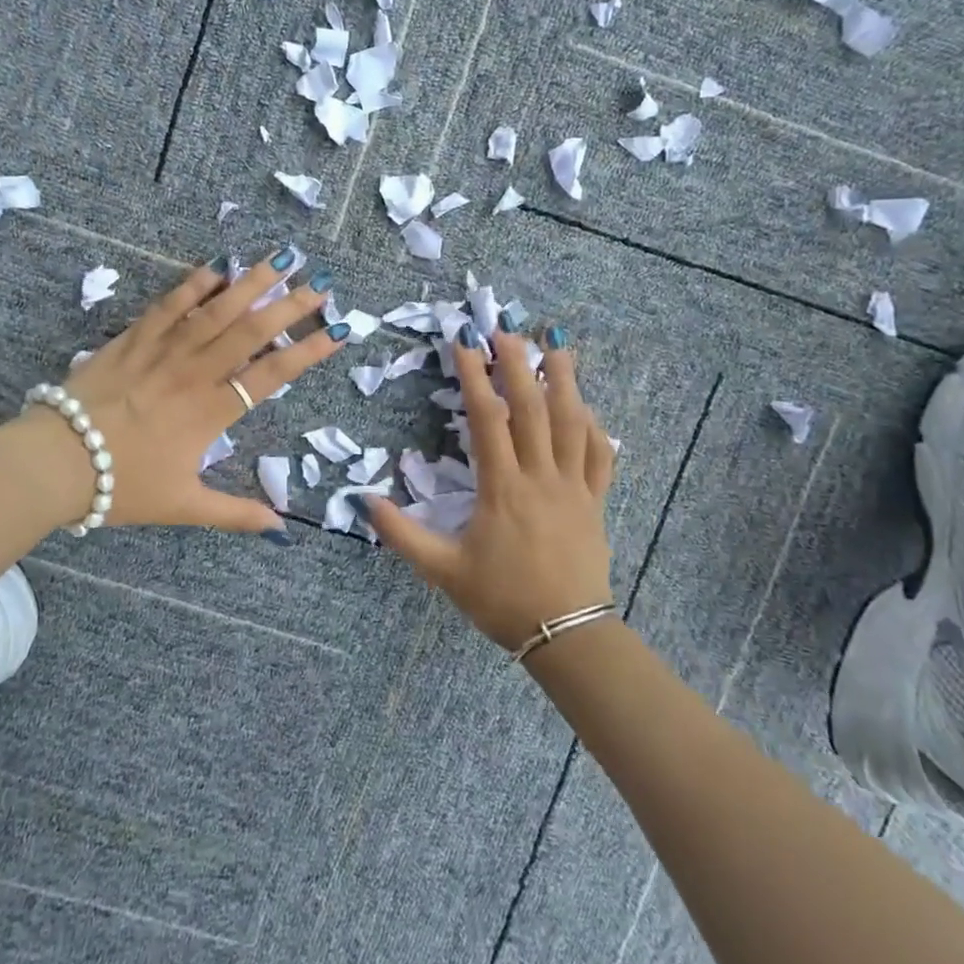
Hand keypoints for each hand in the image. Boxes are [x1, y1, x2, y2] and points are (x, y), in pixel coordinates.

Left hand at [25, 252, 347, 534]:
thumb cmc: (122, 484)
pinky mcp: (132, 338)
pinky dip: (193, 285)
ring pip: (215, 311)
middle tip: (320, 283)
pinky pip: (168, 306)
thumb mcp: (183, 505)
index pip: (271, 375)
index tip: (338, 331)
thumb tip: (281, 528)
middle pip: (250, 333)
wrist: (57, 460)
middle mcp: (195, 373)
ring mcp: (163, 351)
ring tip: (282, 259)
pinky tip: (217, 266)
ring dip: (251, 283)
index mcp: (211, 412)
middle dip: (289, 306)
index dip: (307, 352)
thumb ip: (235, 513)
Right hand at [365, 329, 616, 648]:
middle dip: (518, 364)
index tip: (464, 343)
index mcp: (502, 488)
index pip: (487, 419)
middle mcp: (541, 477)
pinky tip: (587, 407)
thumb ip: (402, 534)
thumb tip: (363, 500)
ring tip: (557, 346)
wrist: (566, 634)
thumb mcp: (442, 571)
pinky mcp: (595, 501)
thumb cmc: (500, 599)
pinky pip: (599, 455)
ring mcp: (574, 487)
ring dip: (565, 380)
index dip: (474, 377)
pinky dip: (594, 426)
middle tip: (507, 329)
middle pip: (532, 408)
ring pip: (573, 422)